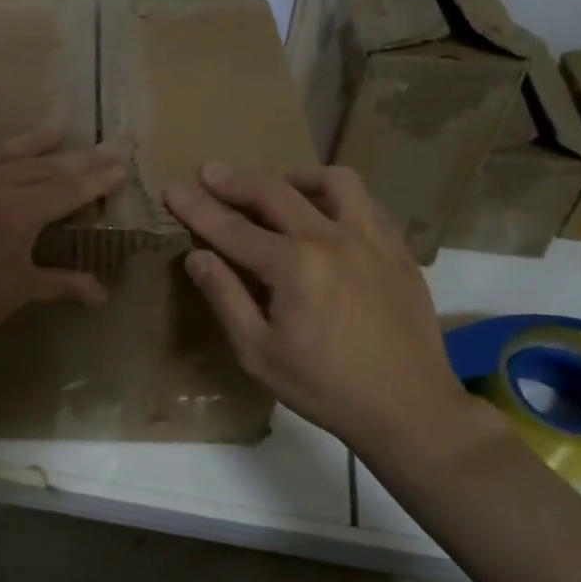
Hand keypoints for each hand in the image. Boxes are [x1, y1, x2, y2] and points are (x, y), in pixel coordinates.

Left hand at [0, 120, 127, 380]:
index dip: (96, 179)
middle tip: (103, 147)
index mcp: (16, 212)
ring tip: (57, 127)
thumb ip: (63, 283)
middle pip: (38, 167)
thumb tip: (103, 293)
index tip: (120, 166)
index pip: (66, 189)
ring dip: (29, 142)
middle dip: (75, 159)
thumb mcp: (18, 293)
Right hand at [164, 164, 505, 467]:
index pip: (231, 227)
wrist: (409, 408)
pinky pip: (368, 203)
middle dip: (235, 181)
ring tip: (276, 184)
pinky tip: (327, 212)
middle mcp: (331, 238)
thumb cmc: (324, 388)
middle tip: (209, 173)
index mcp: (292, 265)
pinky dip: (338, 197)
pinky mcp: (398, 250)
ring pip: (332, 181)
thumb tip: (197, 256)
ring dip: (294, 176)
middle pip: (274, 192)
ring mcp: (371, 239)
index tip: (171, 189)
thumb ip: (226, 298)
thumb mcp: (259, 353)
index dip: (197, 208)